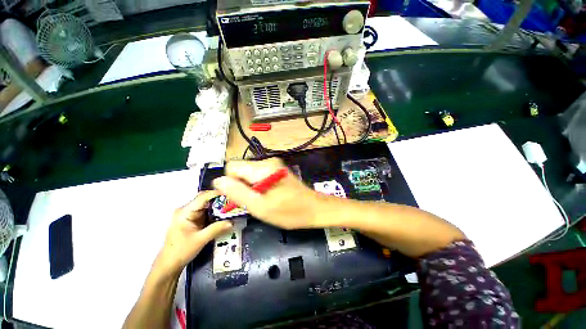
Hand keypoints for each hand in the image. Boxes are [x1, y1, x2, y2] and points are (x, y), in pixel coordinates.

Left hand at [157, 191, 232, 274]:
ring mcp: (189, 214)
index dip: (217, 194)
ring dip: (219, 206)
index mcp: (184, 212)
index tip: (231, 194)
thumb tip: (232, 222)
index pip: (203, 197)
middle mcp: (186, 210)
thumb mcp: (200, 240)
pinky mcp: (193, 219)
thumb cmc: (180, 252)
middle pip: (205, 199)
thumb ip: (216, 229)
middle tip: (234, 201)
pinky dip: (216, 212)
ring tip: (231, 207)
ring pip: (207, 205)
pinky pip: (207, 212)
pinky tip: (224, 214)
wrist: (169, 265)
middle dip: (220, 199)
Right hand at [212, 158, 322, 229]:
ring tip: (261, 201)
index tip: (239, 198)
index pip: (232, 167)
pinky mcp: (277, 170)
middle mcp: (267, 162)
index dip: (231, 183)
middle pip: (241, 170)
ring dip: (249, 188)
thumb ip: (237, 192)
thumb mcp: (260, 206)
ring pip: (249, 174)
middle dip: (241, 186)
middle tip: (252, 202)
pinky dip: (258, 187)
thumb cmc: (289, 211)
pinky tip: (267, 197)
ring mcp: (274, 165)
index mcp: (262, 168)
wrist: (314, 208)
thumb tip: (217, 181)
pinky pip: (259, 176)